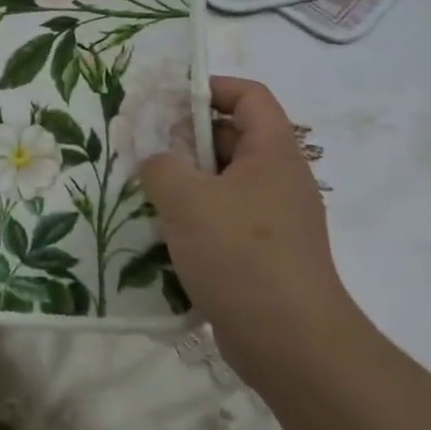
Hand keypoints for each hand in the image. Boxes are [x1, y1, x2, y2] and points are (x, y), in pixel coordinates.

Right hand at [139, 76, 362, 383]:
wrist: (289, 341)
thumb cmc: (240, 253)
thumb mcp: (187, 199)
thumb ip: (161, 165)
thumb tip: (156, 160)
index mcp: (273, 153)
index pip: (249, 96)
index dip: (210, 87)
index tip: (166, 99)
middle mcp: (278, 180)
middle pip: (232, 138)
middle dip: (185, 137)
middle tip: (140, 145)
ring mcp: (273, 219)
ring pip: (223, 182)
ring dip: (184, 181)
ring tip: (141, 188)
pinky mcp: (262, 254)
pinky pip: (223, 219)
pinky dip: (193, 217)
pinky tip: (160, 232)